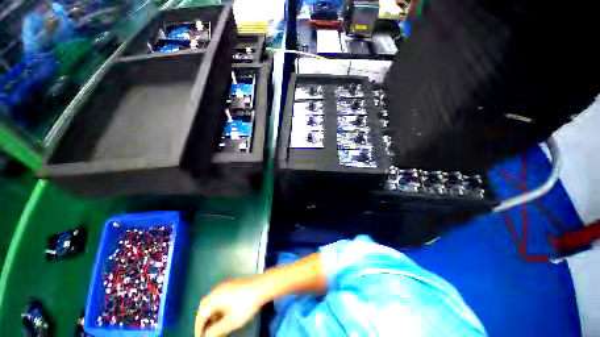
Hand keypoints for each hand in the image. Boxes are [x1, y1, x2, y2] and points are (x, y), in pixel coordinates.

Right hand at [195, 278, 266, 336]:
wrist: (262, 286)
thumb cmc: (246, 304)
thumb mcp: (231, 321)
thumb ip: (216, 330)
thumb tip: (207, 336)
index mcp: (215, 296)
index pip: (201, 313)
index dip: (199, 327)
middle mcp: (218, 288)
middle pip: (205, 305)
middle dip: (203, 319)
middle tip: (206, 331)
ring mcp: (226, 284)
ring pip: (213, 300)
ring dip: (211, 313)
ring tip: (215, 325)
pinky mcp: (232, 284)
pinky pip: (220, 296)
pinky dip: (218, 306)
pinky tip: (224, 314)